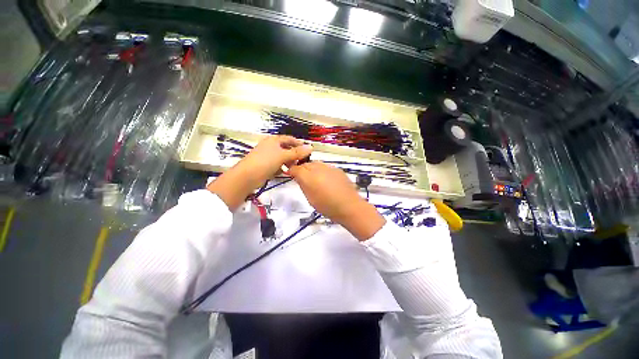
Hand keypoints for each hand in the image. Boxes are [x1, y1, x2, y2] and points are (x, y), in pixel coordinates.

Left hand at [208, 135, 312, 210]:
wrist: (247, 176)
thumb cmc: (266, 161)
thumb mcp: (283, 156)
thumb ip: (297, 152)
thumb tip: (311, 147)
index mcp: (274, 140)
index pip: (290, 139)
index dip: (299, 143)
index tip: (307, 150)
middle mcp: (271, 146)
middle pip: (286, 148)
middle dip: (294, 154)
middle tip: (302, 160)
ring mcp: (267, 156)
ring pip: (282, 158)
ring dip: (289, 162)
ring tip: (294, 167)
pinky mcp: (265, 165)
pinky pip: (277, 165)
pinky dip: (282, 167)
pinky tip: (285, 172)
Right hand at [288, 162, 385, 240]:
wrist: (349, 206)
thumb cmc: (327, 206)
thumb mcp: (310, 198)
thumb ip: (303, 185)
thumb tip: (298, 177)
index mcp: (309, 177)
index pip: (295, 168)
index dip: (291, 170)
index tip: (290, 174)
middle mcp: (318, 168)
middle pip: (306, 164)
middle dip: (302, 169)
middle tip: (302, 178)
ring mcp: (329, 167)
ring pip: (315, 164)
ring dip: (312, 169)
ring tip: (315, 179)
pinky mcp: (337, 169)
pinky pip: (325, 167)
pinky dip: (322, 171)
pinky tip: (326, 180)